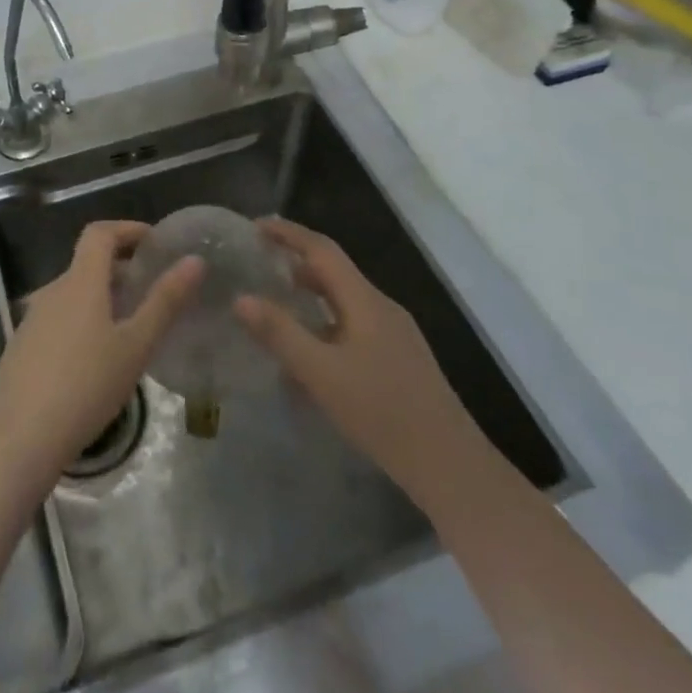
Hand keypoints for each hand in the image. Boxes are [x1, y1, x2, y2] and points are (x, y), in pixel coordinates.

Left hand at [0, 221, 203, 472]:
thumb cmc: (86, 385)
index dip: (128, 229)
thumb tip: (194, 261)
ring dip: (103, 297)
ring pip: (74, 293)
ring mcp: (33, 319)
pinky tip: (98, 357)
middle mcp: (52, 290)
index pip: (100, 233)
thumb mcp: (135, 345)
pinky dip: (84, 320)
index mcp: (80, 281)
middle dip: (121, 268)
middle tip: (153, 290)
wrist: (19, 437)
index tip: (155, 242)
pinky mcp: (23, 346)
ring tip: (132, 326)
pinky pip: (60, 318)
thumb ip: (165, 301)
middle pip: (87, 263)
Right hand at [235, 217, 461, 480]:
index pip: (322, 249)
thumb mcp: (322, 373)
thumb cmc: (382, 413)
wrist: (450, 466)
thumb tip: (241, 298)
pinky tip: (309, 352)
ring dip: (309, 294)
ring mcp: (394, 334)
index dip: (288, 233)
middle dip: (295, 262)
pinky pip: (353, 325)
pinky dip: (324, 323)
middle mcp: (381, 307)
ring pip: (344, 300)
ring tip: (275, 304)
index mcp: (365, 300)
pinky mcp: (398, 359)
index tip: (255, 226)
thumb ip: (280, 333)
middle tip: (258, 264)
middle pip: (334, 271)